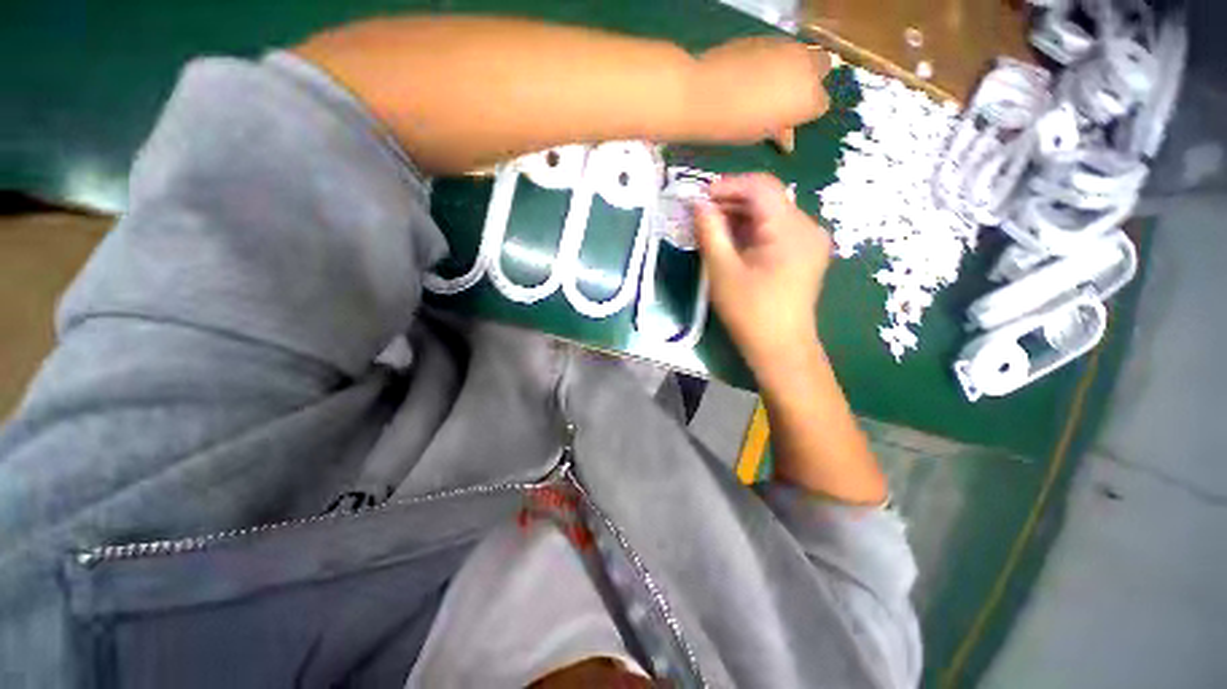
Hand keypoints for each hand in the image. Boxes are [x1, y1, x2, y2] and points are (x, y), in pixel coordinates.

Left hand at [690, 37, 831, 149]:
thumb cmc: (733, 124)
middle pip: (822, 68)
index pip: (821, 104)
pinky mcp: (767, 36)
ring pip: (803, 53)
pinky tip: (756, 73)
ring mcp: (787, 46)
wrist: (704, 93)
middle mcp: (806, 66)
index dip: (805, 113)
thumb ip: (779, 129)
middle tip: (788, 97)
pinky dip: (775, 59)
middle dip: (810, 80)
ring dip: (793, 67)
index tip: (790, 120)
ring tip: (771, 85)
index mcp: (809, 99)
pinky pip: (780, 47)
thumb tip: (786, 135)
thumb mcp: (760, 134)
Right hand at [694, 173, 831, 372]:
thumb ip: (709, 231)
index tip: (698, 198)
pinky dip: (751, 231)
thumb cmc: (750, 312)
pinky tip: (731, 241)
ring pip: (770, 214)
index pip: (761, 187)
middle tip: (699, 215)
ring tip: (710, 228)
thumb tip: (697, 202)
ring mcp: (809, 241)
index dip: (727, 185)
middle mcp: (807, 226)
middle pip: (767, 198)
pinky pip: (776, 230)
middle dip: (731, 202)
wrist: (780, 348)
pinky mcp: (804, 254)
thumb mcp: (722, 271)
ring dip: (739, 217)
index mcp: (791, 228)